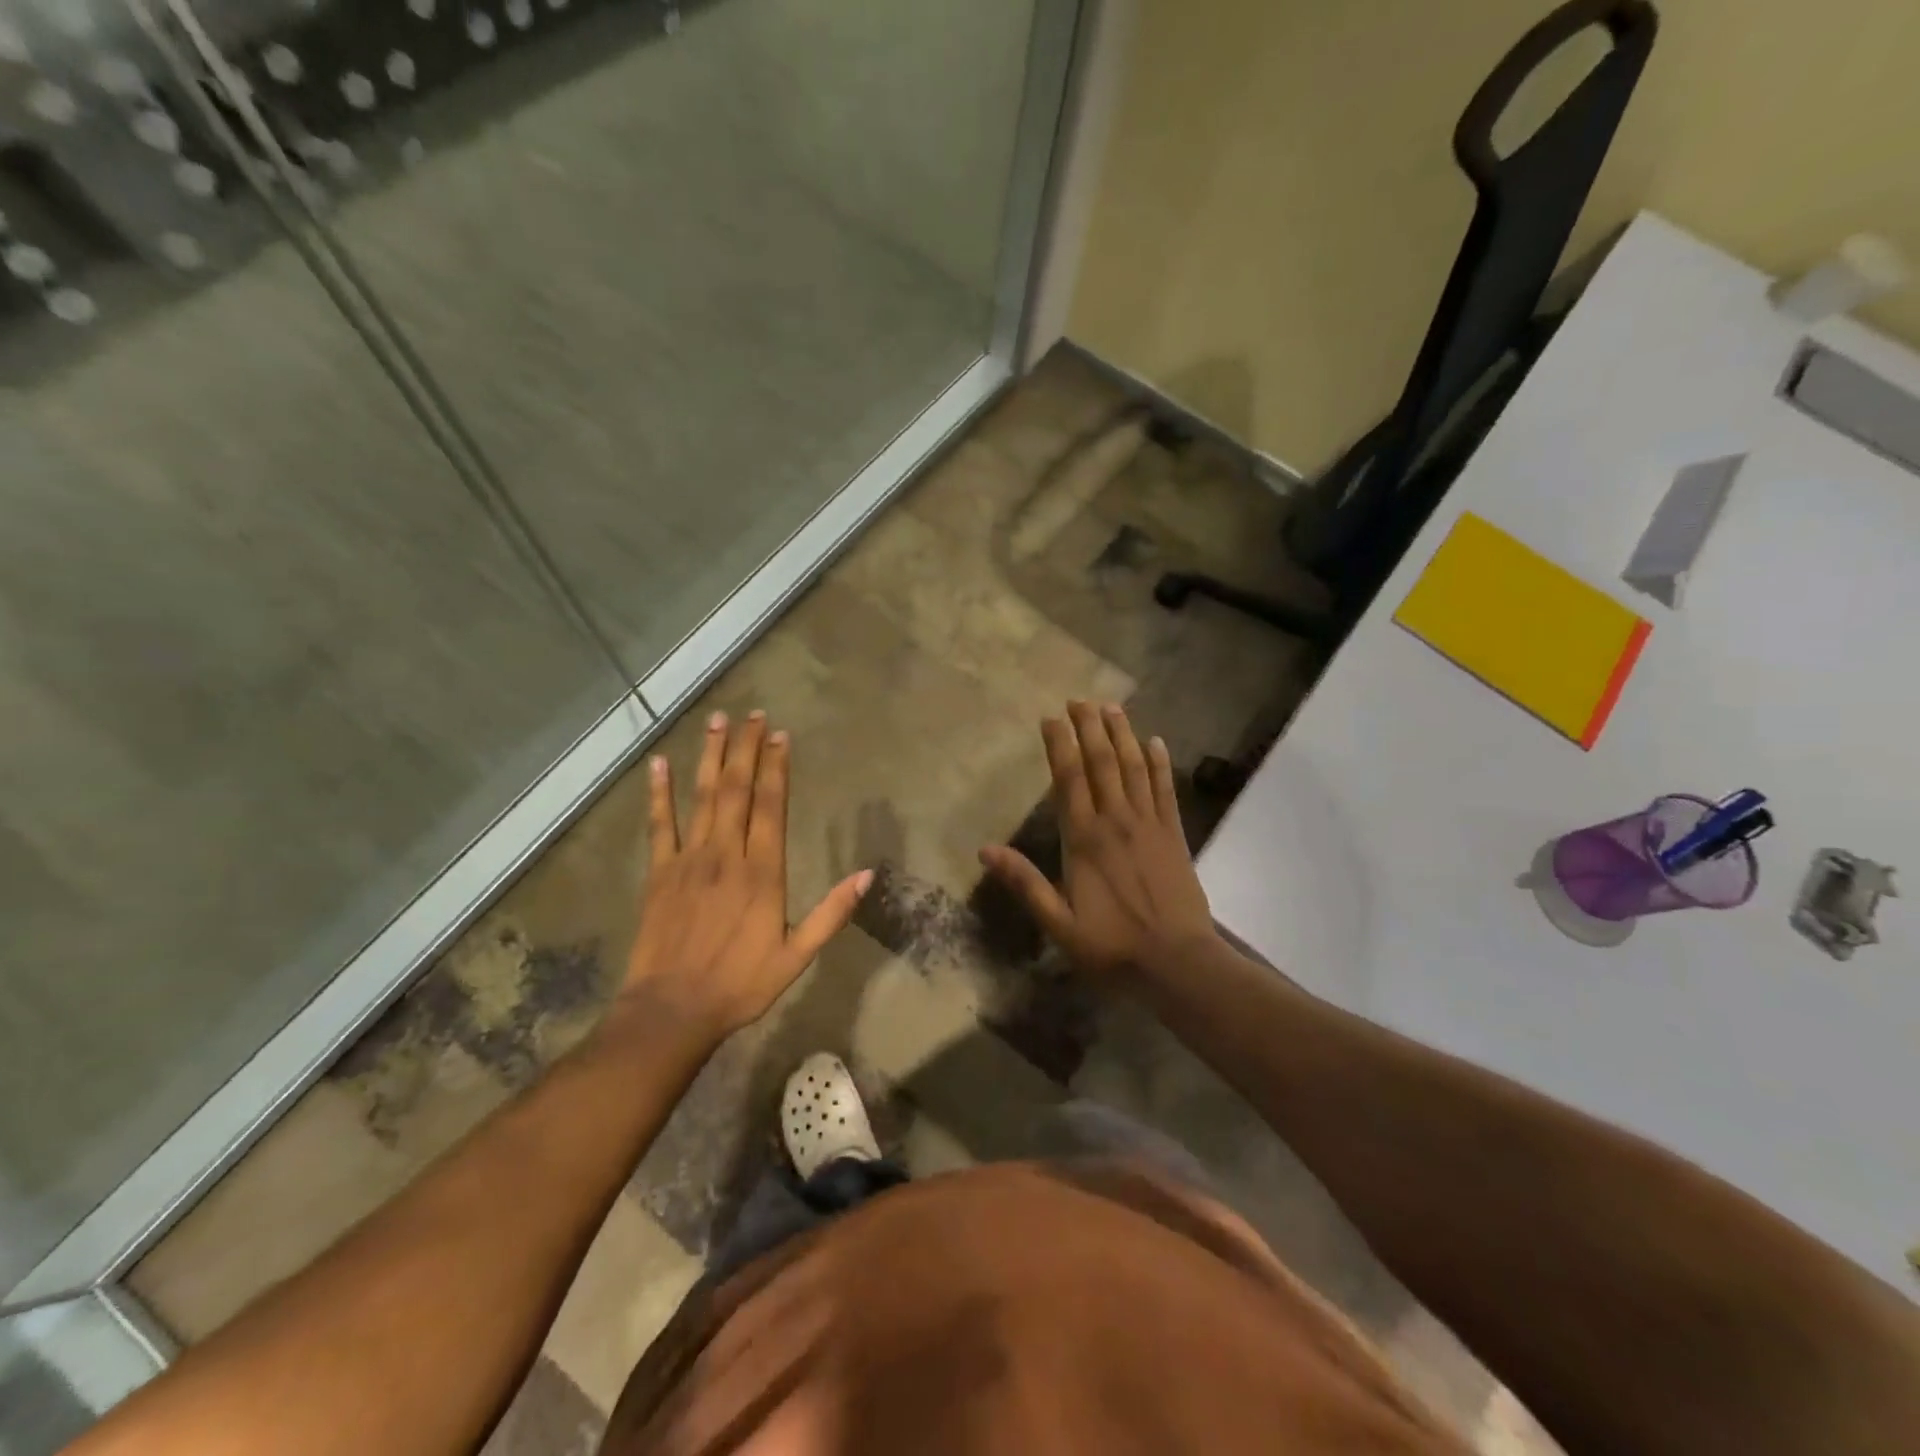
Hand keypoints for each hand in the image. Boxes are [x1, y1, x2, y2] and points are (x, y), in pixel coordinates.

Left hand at [622, 710, 871, 1036]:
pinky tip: (659, 763)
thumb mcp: (797, 955)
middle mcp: (726, 855)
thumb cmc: (740, 984)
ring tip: (717, 721)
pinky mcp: (660, 872)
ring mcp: (689, 860)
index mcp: (762, 872)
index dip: (777, 767)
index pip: (772, 806)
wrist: (672, 1011)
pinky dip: (658, 793)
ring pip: (702, 797)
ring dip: (711, 757)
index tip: (780, 735)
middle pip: (738, 790)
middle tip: (753, 714)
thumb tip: (866, 874)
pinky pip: (659, 825)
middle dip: (747, 749)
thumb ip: (831, 913)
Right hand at [979, 701, 1218, 980]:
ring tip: (1112, 707)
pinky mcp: (1174, 834)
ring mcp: (1149, 824)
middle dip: (1090, 728)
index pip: (1069, 779)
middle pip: (1102, 762)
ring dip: (1123, 734)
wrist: (1178, 963)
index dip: (1059, 745)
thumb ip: (1025, 883)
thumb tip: (985, 850)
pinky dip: (1160, 763)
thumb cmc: (1112, 946)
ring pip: (1135, 767)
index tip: (1051, 718)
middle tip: (1080, 700)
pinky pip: (1165, 789)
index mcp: (1084, 839)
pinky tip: (1156, 741)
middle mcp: (1116, 821)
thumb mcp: (1058, 924)